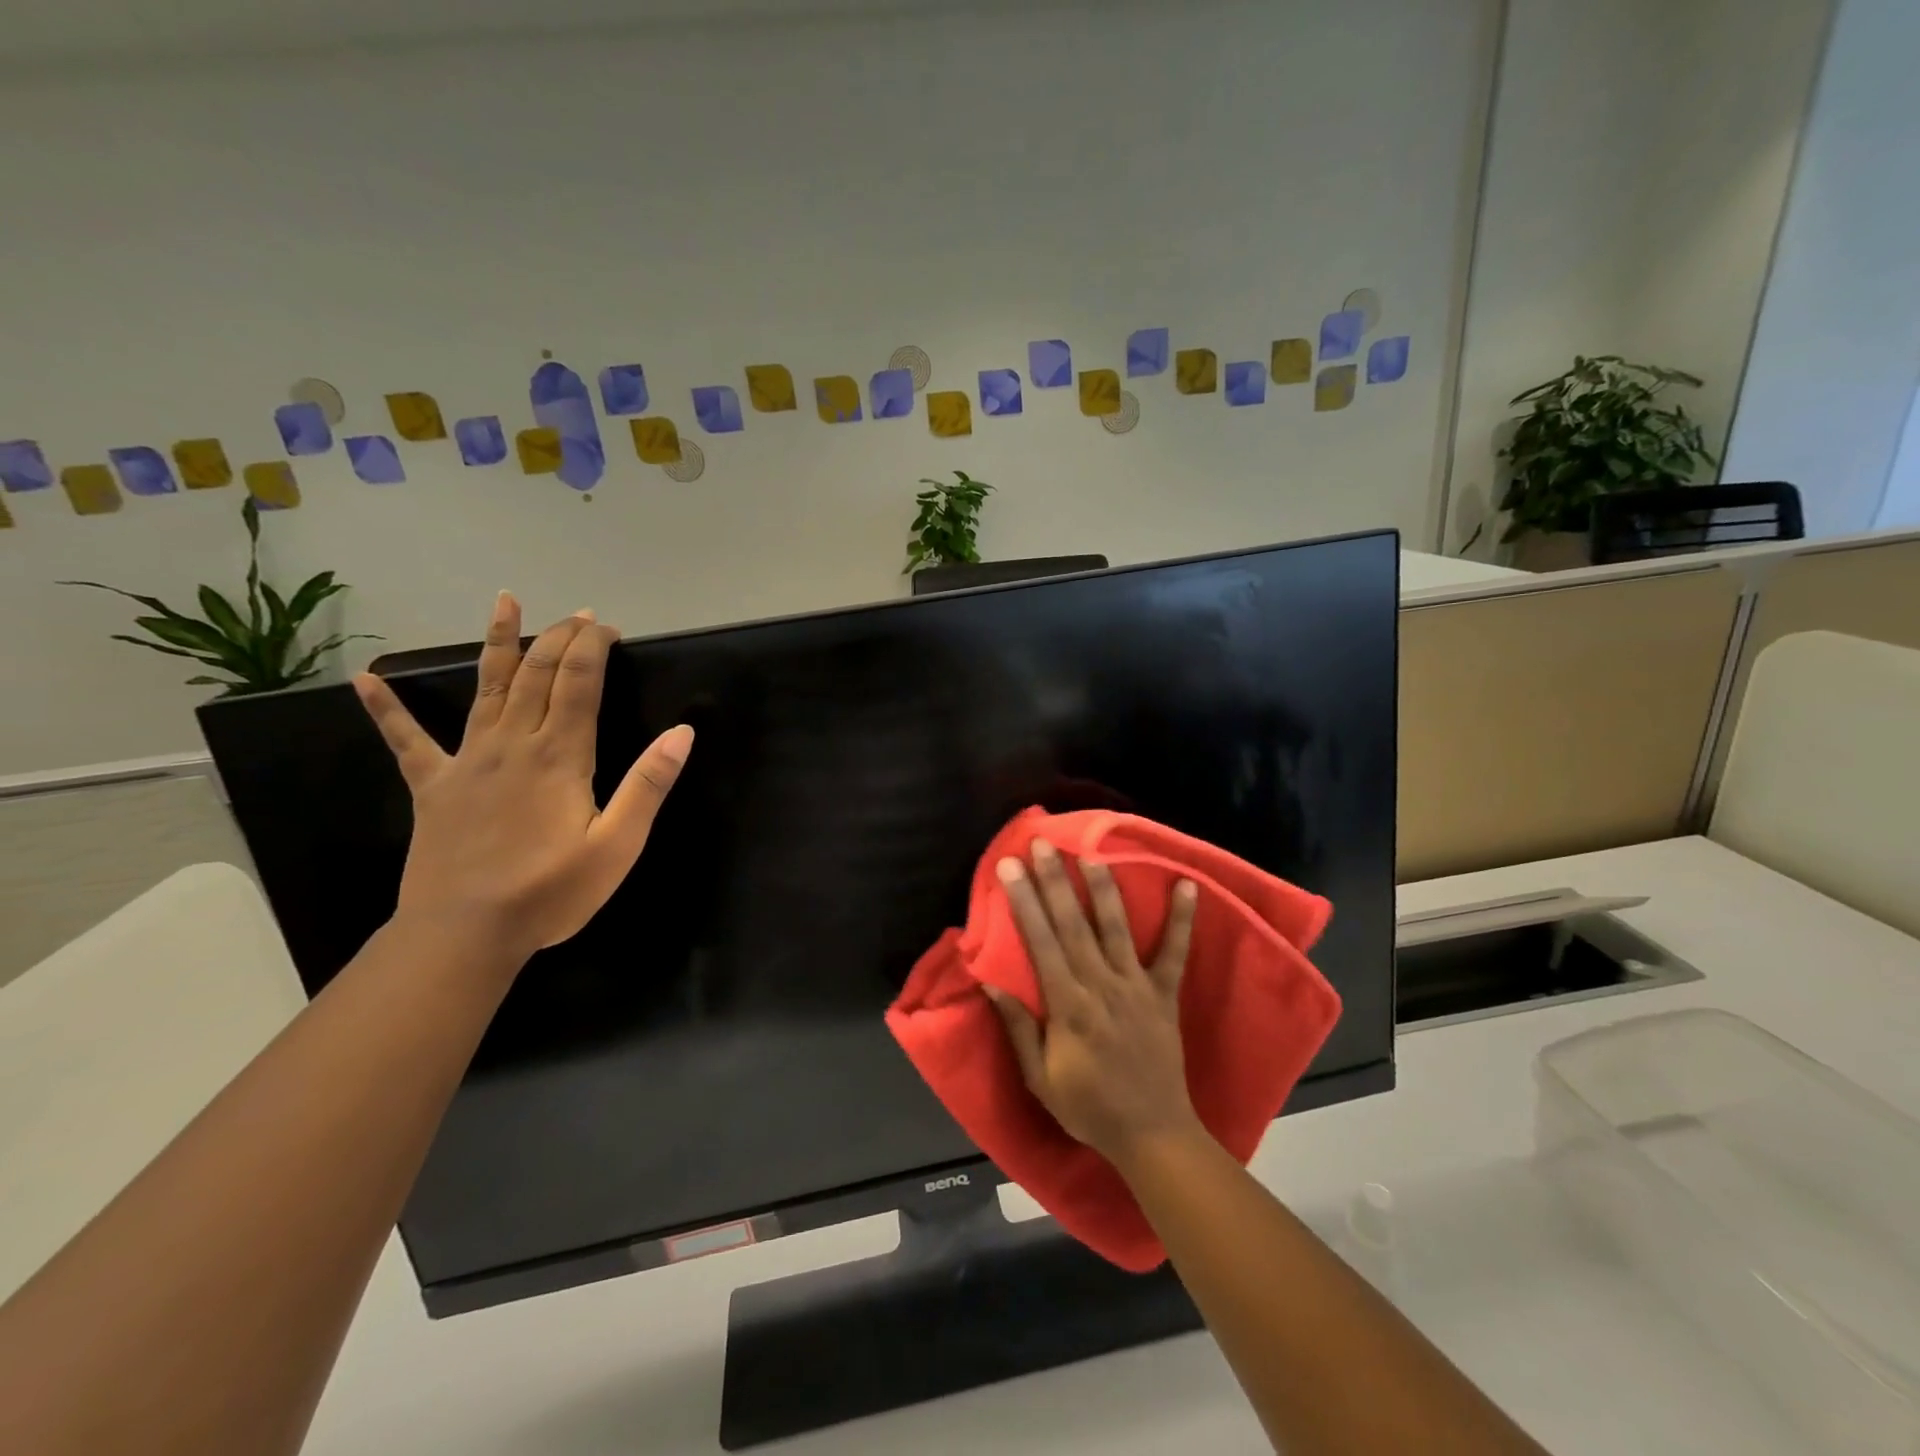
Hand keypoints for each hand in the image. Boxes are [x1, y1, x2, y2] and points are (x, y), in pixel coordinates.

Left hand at [352, 593, 693, 963]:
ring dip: (497, 642)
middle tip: (579, 616)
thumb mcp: (618, 846)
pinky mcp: (433, 787)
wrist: (464, 934)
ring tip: (503, 602)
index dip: (593, 648)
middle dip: (561, 638)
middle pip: (537, 674)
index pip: (579, 683)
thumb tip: (682, 732)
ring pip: (485, 688)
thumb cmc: (550, 893)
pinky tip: (365, 679)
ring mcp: (468, 762)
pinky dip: (387, 709)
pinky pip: (407, 741)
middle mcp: (513, 744)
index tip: (607, 627)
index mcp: (560, 756)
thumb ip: (649, 785)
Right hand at [988, 840, 1202, 1168]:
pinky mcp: (1164, 994)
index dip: (1023, 902)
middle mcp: (1101, 985)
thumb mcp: (1040, 1079)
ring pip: (1116, 928)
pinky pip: (1175, 952)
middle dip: (1055, 881)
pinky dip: (1183, 919)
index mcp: (1068, 1005)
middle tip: (1041, 843)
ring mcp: (1137, 987)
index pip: (1040, 942)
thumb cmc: (1089, 1108)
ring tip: (1091, 853)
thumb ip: (1018, 1028)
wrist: (1153, 1135)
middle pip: (1073, 924)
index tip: (1010, 868)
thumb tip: (991, 983)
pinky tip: (1187, 885)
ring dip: (1103, 888)